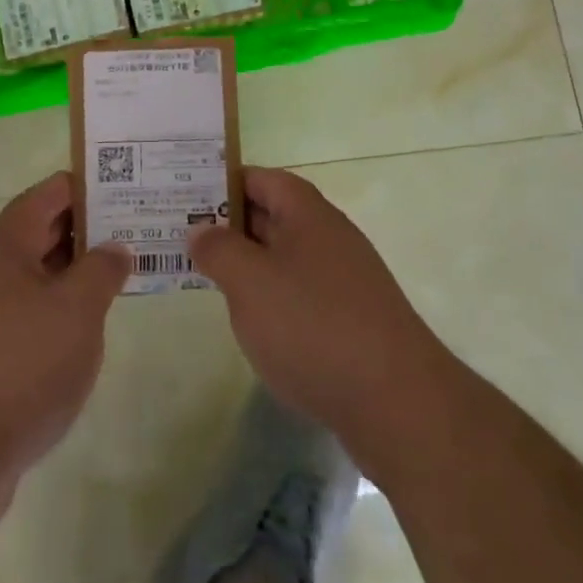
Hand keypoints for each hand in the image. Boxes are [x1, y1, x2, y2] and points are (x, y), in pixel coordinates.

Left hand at [0, 172, 129, 528]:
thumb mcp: (76, 310)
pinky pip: (29, 320)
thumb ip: (101, 271)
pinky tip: (83, 337)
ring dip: (73, 276)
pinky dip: (59, 317)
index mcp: (7, 249)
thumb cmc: (20, 365)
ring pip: (36, 281)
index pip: (45, 196)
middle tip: (131, 230)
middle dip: (83, 230)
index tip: (119, 186)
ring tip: (117, 279)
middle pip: (39, 236)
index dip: (80, 185)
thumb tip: (116, 247)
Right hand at [191, 167, 453, 478]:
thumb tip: (200, 230)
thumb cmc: (314, 326)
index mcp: (307, 212)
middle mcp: (329, 235)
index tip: (185, 200)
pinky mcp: (353, 320)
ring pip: (285, 257)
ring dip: (250, 265)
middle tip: (184, 238)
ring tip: (209, 280)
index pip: (259, 178)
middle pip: (272, 215)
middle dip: (229, 225)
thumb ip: (218, 250)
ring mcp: (344, 278)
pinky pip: (302, 293)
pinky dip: (274, 299)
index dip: (222, 184)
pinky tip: (256, 325)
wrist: (399, 404)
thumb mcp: (249, 283)